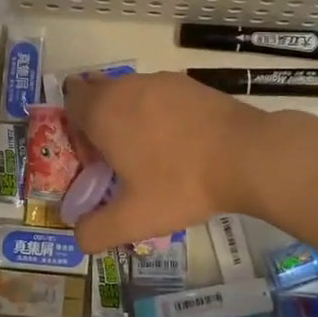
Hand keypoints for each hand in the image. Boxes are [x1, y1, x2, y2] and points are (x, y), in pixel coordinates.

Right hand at [63, 71, 261, 251]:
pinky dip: (160, 113)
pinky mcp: (188, 82)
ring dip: (131, 119)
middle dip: (101, 124)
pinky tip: (182, 144)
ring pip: (130, 94)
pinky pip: (159, 94)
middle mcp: (126, 86)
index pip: (71, 102)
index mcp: (104, 111)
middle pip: (99, 95)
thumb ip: (97, 231)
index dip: (76, 131)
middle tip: (122, 162)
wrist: (246, 154)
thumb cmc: (181, 184)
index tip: (97, 160)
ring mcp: (160, 80)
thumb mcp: (134, 219)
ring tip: (155, 156)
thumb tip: (79, 236)